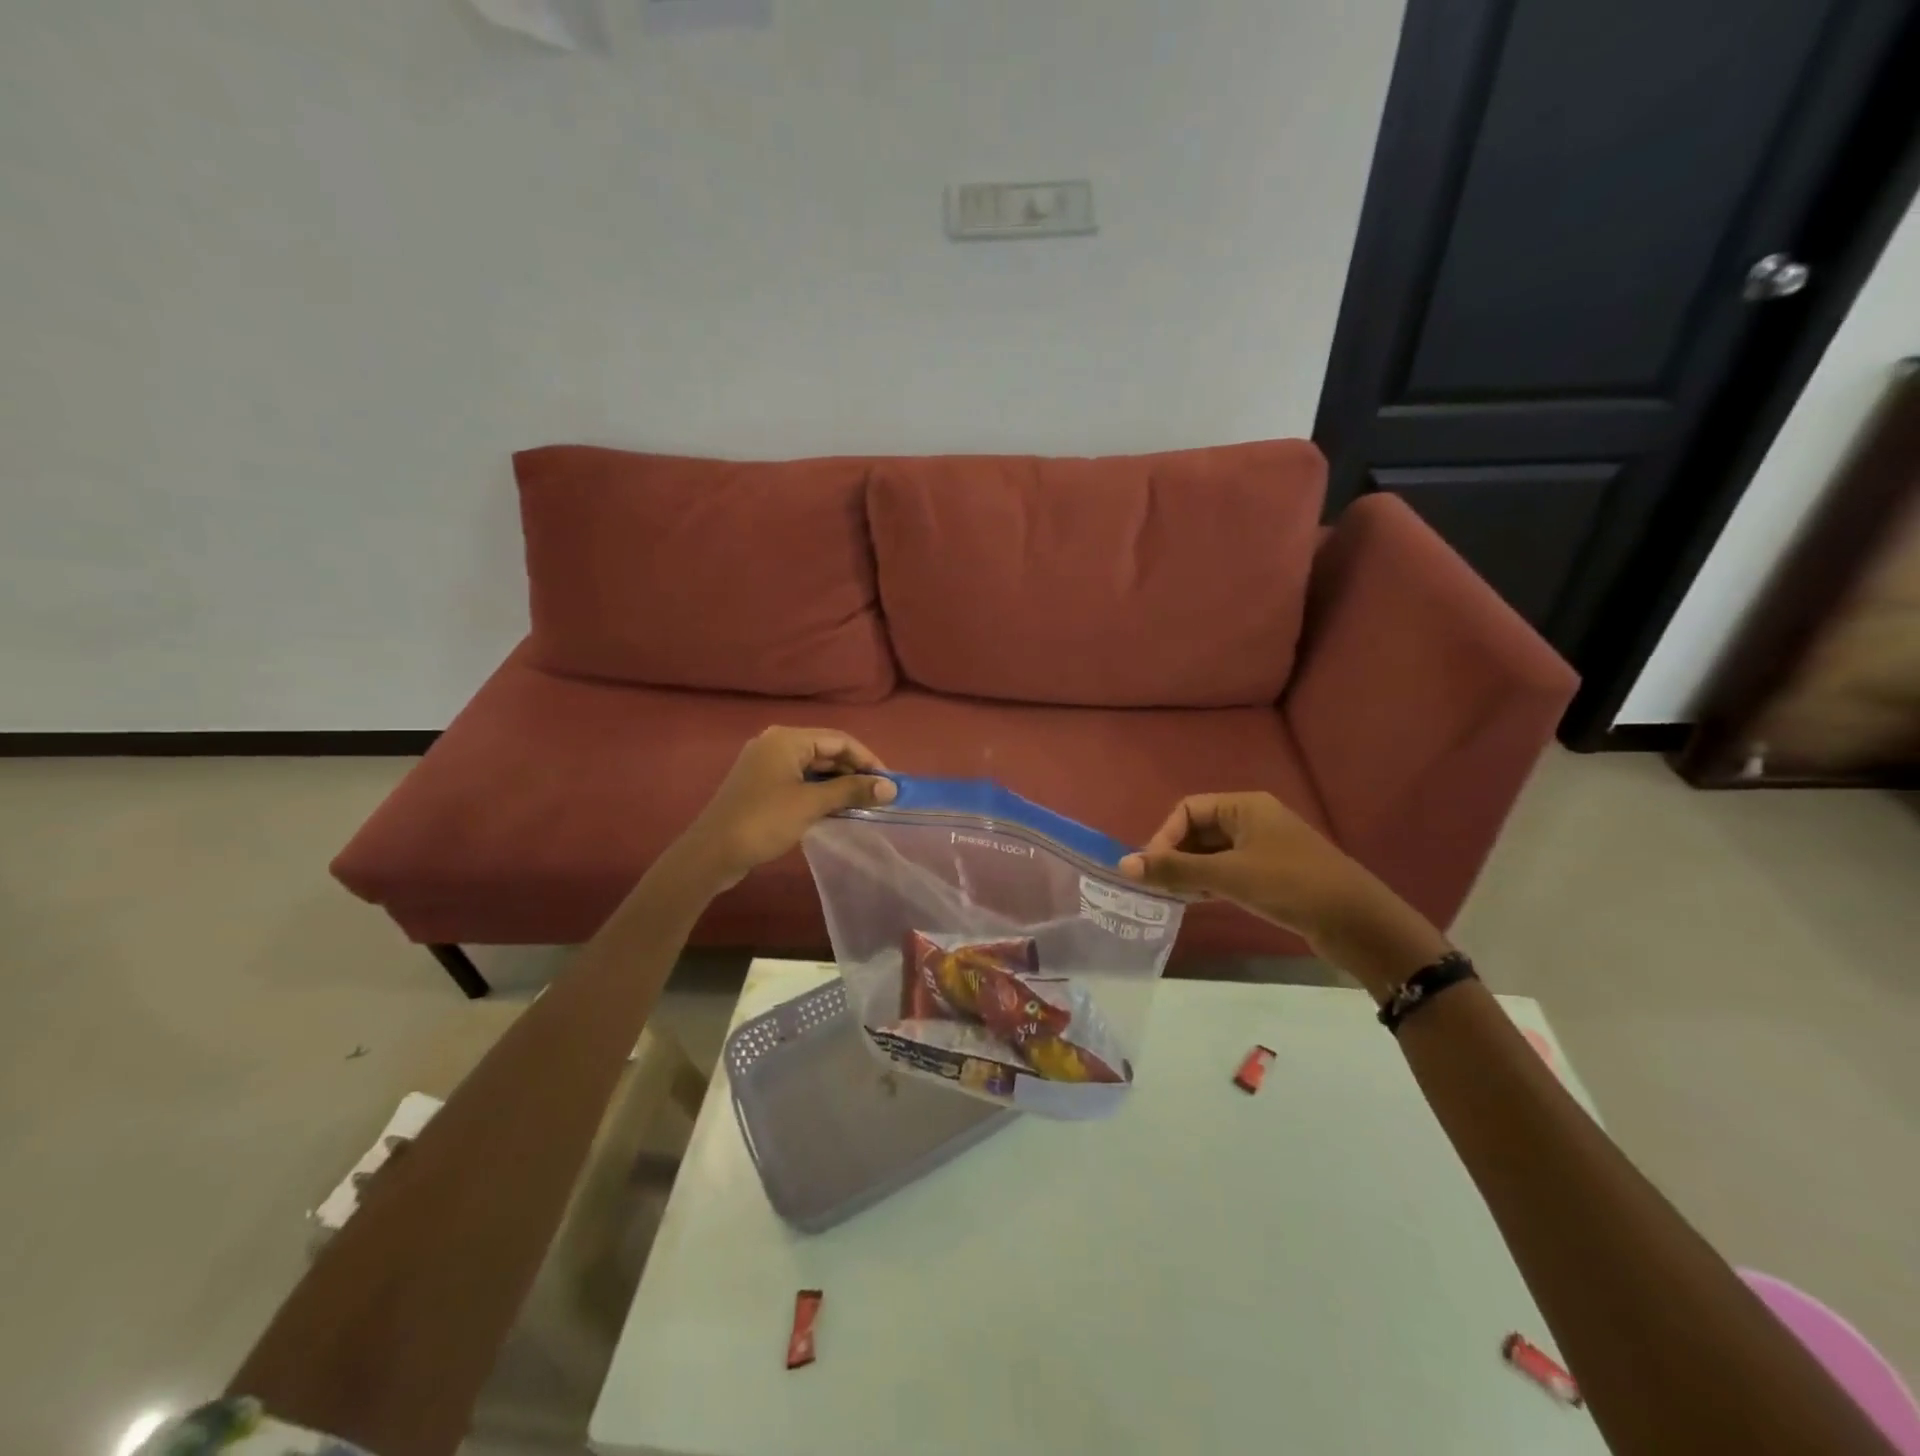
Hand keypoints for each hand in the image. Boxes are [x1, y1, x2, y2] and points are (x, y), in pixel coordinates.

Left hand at [678, 727, 895, 890]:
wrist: (712, 853)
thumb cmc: (764, 821)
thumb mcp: (812, 803)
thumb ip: (852, 791)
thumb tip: (890, 787)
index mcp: (787, 739)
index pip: (839, 740)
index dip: (868, 760)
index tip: (889, 783)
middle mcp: (776, 744)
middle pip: (826, 751)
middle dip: (854, 772)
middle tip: (879, 796)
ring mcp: (766, 765)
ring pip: (813, 768)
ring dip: (839, 784)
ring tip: (863, 804)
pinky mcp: (761, 786)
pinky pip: (799, 781)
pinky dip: (820, 792)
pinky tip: (836, 810)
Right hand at [1118, 792, 1447, 995]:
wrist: (1358, 923)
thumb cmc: (1290, 885)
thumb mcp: (1228, 876)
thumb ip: (1175, 869)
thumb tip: (1123, 864)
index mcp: (1244, 806)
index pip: (1188, 809)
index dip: (1164, 836)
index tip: (1152, 869)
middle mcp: (1253, 820)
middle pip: (1198, 830)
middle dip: (1175, 855)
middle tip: (1158, 886)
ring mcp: (1264, 848)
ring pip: (1212, 853)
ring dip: (1189, 872)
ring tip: (1172, 897)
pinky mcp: (1272, 875)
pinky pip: (1228, 871)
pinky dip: (1209, 883)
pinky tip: (1196, 901)